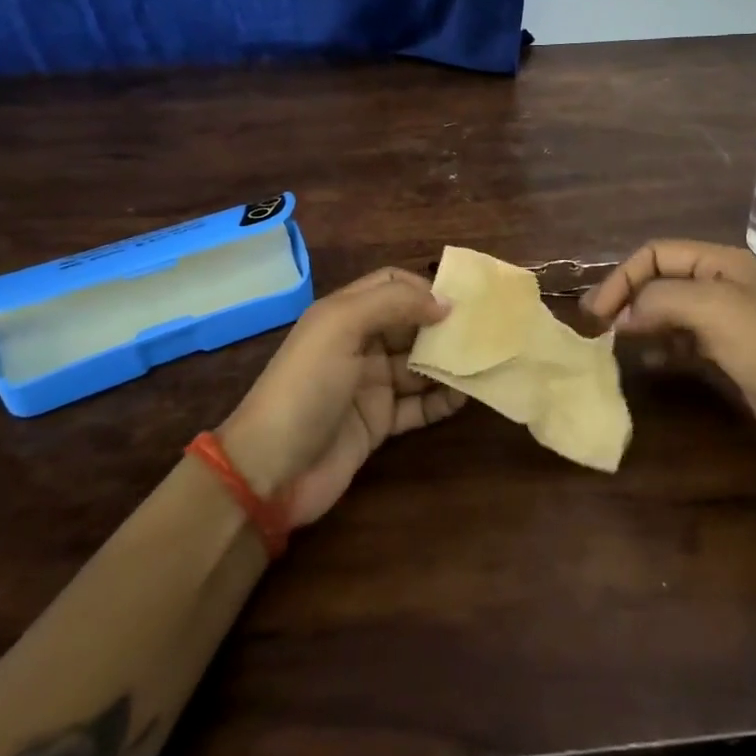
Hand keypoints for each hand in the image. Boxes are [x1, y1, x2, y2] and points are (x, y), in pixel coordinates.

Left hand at [219, 267, 464, 527]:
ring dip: (448, 362)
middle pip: (410, 324)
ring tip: (482, 363)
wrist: (271, 470)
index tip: (460, 302)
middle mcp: (359, 344)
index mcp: (345, 314)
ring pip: (419, 364)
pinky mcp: (379, 423)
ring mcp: (370, 385)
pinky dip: (441, 400)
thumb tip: (444, 303)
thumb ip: (393, 304)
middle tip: (484, 332)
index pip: (391, 285)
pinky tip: (463, 398)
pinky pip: (418, 405)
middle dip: (443, 325)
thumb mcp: (341, 328)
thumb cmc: (306, 386)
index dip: (423, 288)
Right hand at [582, 240, 755, 480]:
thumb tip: (623, 315)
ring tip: (614, 343)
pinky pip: (682, 339)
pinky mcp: (728, 353)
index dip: (622, 277)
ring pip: (668, 309)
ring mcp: (726, 319)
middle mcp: (721, 283)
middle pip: (660, 279)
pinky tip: (647, 361)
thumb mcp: (713, 309)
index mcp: (721, 262)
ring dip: (640, 320)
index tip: (596, 313)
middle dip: (627, 297)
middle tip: (596, 327)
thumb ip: (661, 299)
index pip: (656, 253)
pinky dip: (660, 345)